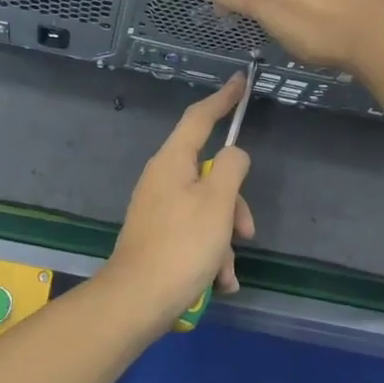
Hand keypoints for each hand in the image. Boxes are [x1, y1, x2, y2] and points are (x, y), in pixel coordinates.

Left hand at [105, 75, 255, 326]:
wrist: (137, 300)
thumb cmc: (181, 245)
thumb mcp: (217, 203)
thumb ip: (232, 168)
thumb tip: (233, 154)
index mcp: (172, 161)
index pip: (200, 117)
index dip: (222, 98)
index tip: (240, 81)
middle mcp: (162, 179)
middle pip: (211, 175)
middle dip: (234, 205)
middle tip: (246, 232)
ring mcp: (158, 208)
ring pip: (208, 210)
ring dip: (224, 240)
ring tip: (225, 272)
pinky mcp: (158, 236)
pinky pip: (195, 234)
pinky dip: (210, 255)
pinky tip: (218, 283)